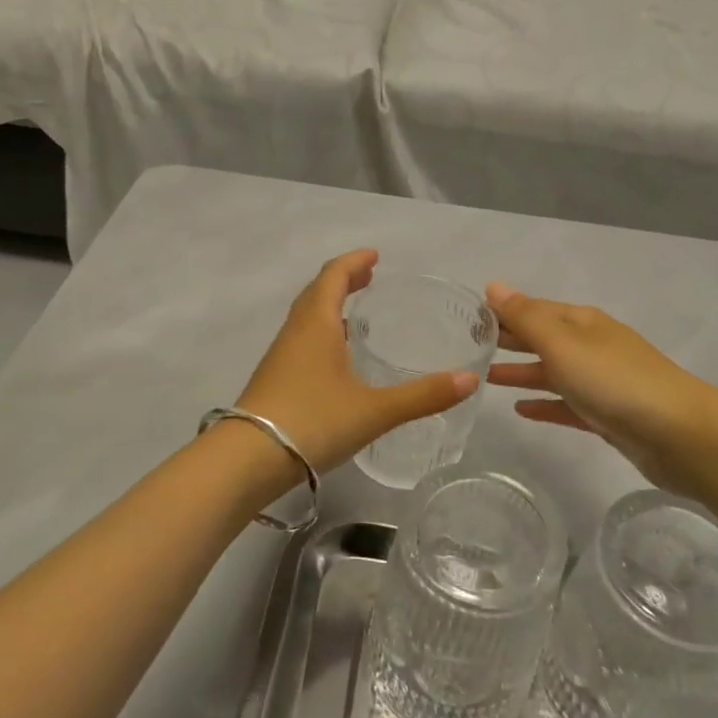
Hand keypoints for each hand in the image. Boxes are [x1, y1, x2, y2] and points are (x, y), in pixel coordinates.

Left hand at [237, 250, 478, 475]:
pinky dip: (321, 333)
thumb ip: (423, 396)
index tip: (374, 255)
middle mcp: (295, 332)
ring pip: (306, 318)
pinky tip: (335, 360)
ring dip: (329, 306)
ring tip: (355, 314)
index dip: (354, 262)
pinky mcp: (274, 381)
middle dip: (343, 280)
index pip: (333, 276)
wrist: (247, 461)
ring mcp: (280, 357)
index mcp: (316, 324)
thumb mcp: (375, 410)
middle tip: (369, 278)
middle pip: (317, 292)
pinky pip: (301, 341)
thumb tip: (470, 380)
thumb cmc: (313, 422)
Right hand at [484, 283, 717, 494]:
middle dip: (509, 339)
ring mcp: (601, 382)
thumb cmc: (615, 381)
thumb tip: (494, 285)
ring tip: (484, 377)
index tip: (467, 319)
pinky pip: (566, 405)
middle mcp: (591, 347)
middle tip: (468, 346)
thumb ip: (526, 318)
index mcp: (582, 323)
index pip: (533, 309)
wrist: (681, 435)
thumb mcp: (563, 344)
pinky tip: (520, 411)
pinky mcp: (607, 416)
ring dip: (521, 372)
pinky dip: (544, 404)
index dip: (503, 312)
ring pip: (552, 372)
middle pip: (542, 339)